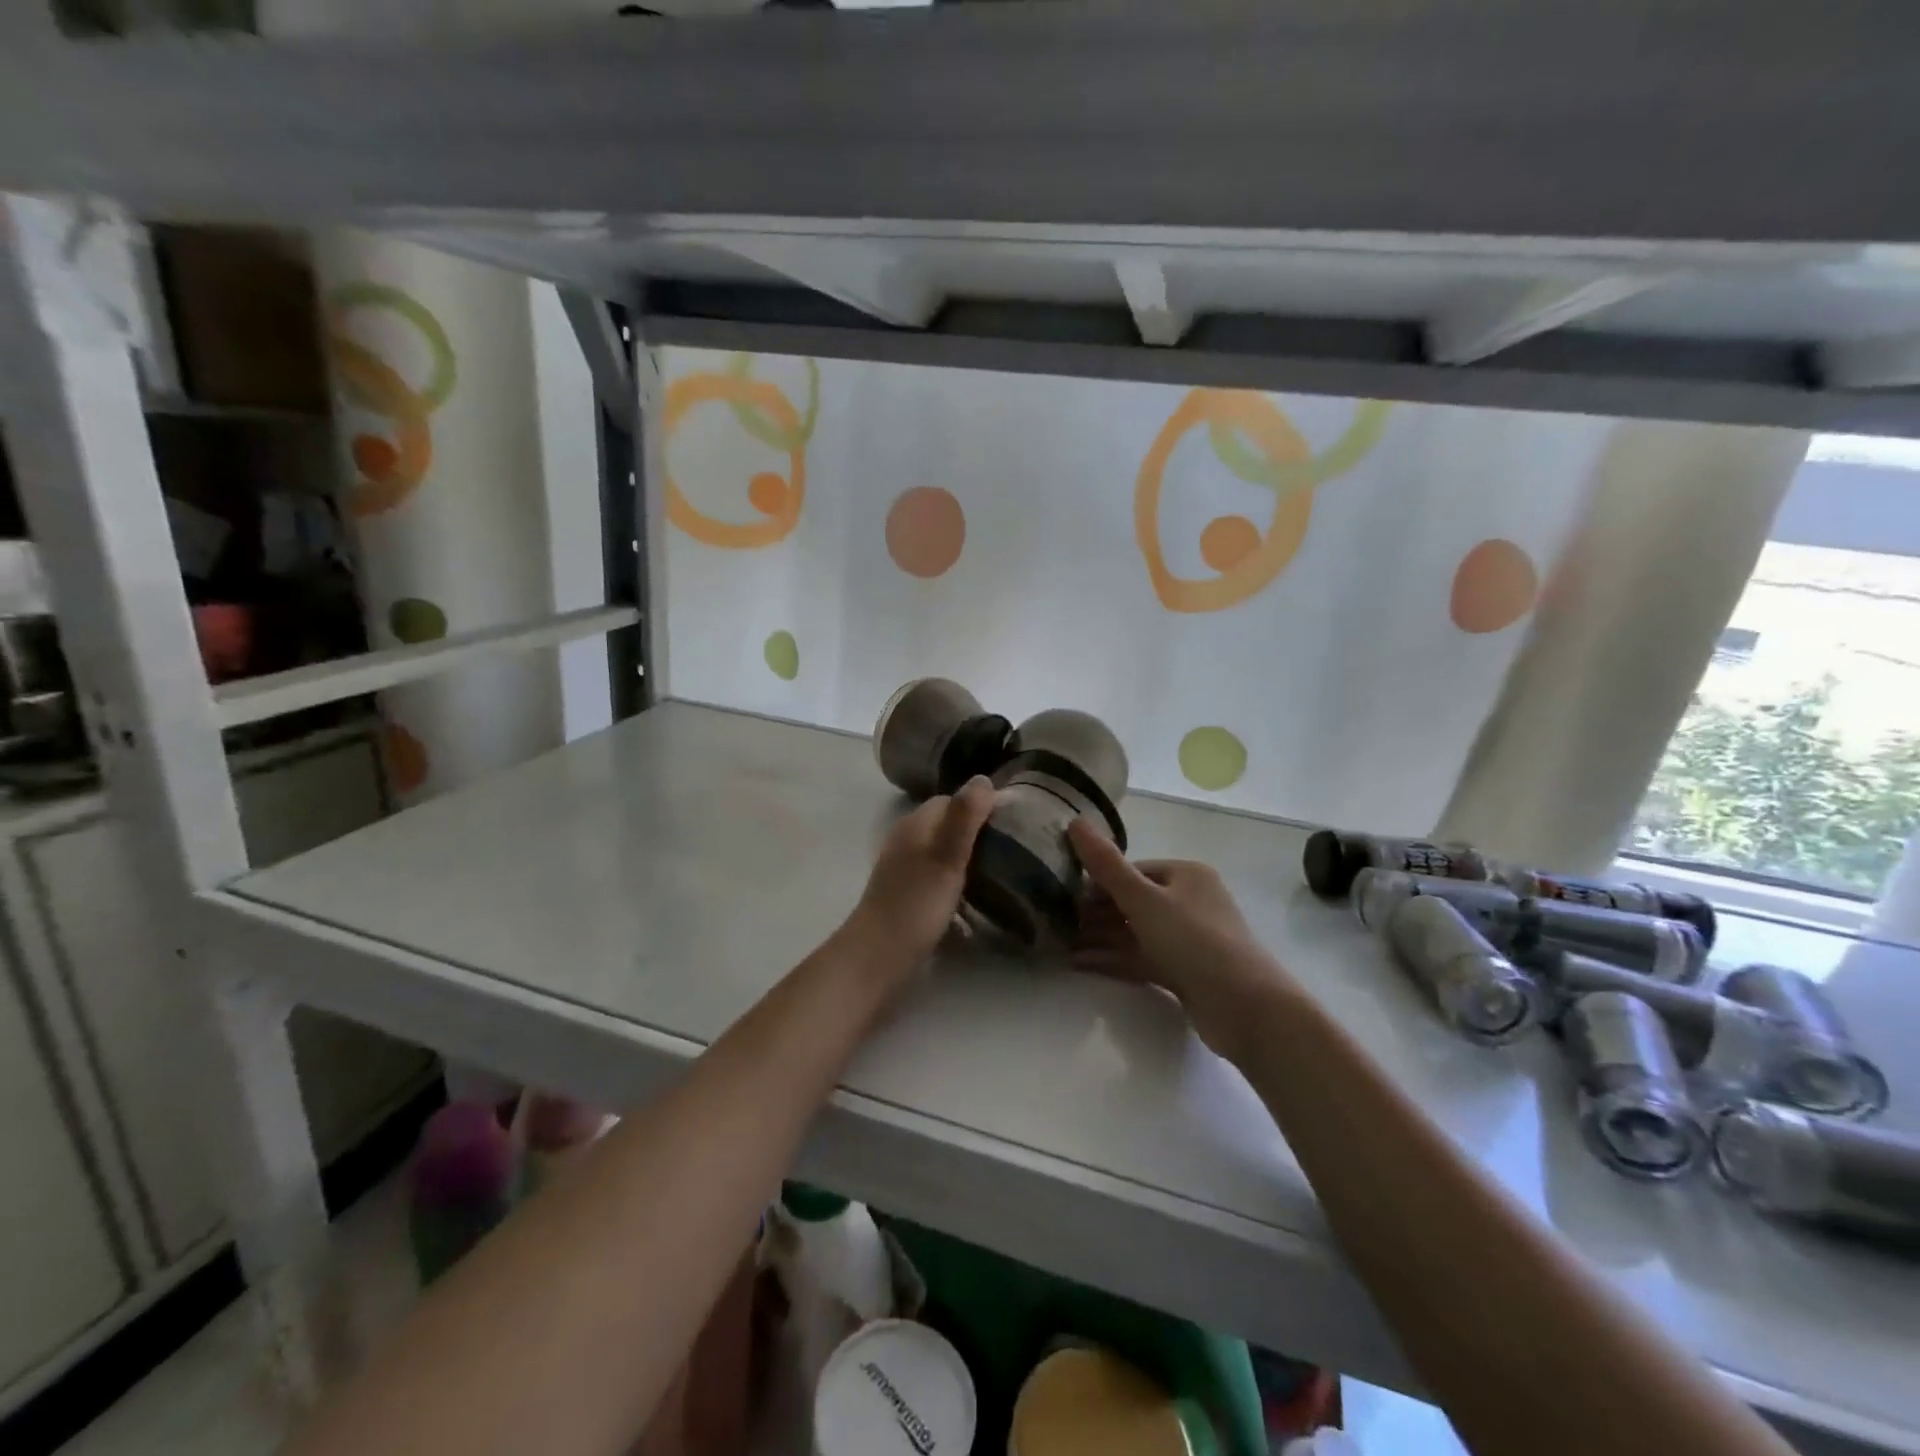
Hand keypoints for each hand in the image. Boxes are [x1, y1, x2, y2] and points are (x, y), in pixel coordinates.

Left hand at [845, 776, 996, 981]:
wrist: (878, 958)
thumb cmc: (915, 904)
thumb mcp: (946, 857)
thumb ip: (965, 817)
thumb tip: (984, 778)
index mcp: (915, 825)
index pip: (952, 800)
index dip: (982, 805)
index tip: (1015, 819)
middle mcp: (908, 842)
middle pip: (949, 826)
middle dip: (980, 833)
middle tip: (1017, 849)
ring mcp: (906, 871)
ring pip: (945, 855)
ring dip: (971, 861)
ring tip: (1005, 874)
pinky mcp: (909, 898)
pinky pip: (940, 881)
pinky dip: (960, 886)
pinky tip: (979, 904)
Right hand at [1067, 819, 1294, 1059]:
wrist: (1247, 1009)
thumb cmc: (1195, 941)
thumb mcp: (1143, 899)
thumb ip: (1106, 864)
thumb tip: (1074, 821)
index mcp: (1186, 875)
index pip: (1132, 870)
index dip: (1097, 881)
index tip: (1062, 894)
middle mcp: (1190, 902)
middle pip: (1132, 902)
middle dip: (1095, 913)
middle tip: (1055, 922)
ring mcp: (1189, 940)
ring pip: (1135, 933)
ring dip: (1099, 938)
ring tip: (1060, 945)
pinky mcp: (1186, 973)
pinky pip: (1142, 958)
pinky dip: (1113, 960)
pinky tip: (1080, 964)